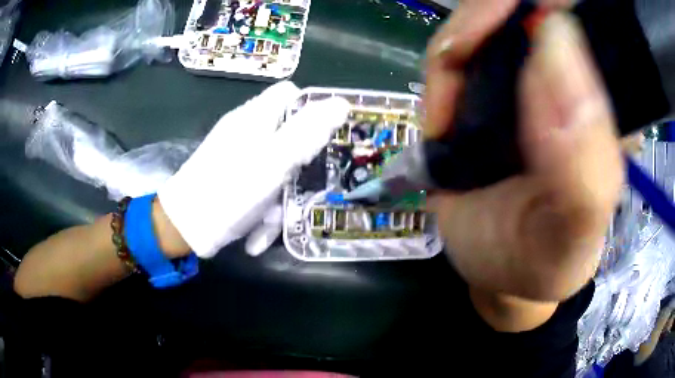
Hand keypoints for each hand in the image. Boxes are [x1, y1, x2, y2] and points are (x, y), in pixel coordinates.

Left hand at [158, 82, 349, 257]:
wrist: (185, 228)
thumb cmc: (230, 191)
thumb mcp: (275, 161)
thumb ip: (308, 131)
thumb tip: (341, 103)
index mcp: (256, 117)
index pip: (290, 94)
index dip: (311, 109)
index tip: (324, 137)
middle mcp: (246, 130)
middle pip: (287, 134)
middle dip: (298, 166)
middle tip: (301, 187)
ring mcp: (237, 154)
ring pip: (275, 166)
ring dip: (280, 196)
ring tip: (271, 222)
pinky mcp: (232, 176)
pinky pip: (259, 184)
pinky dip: (262, 208)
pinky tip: (257, 232)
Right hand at [424, 1, 622, 301]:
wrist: (500, 274)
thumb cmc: (538, 264)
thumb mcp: (568, 237)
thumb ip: (584, 167)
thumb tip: (558, 48)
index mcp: (606, 111)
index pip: (584, 21)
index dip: (543, 8)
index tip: (506, 30)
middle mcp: (572, 84)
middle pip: (525, 11)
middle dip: (484, 21)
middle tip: (456, 66)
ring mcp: (528, 81)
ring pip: (486, 25)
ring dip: (455, 51)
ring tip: (446, 115)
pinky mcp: (491, 90)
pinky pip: (458, 53)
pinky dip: (440, 75)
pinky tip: (441, 117)